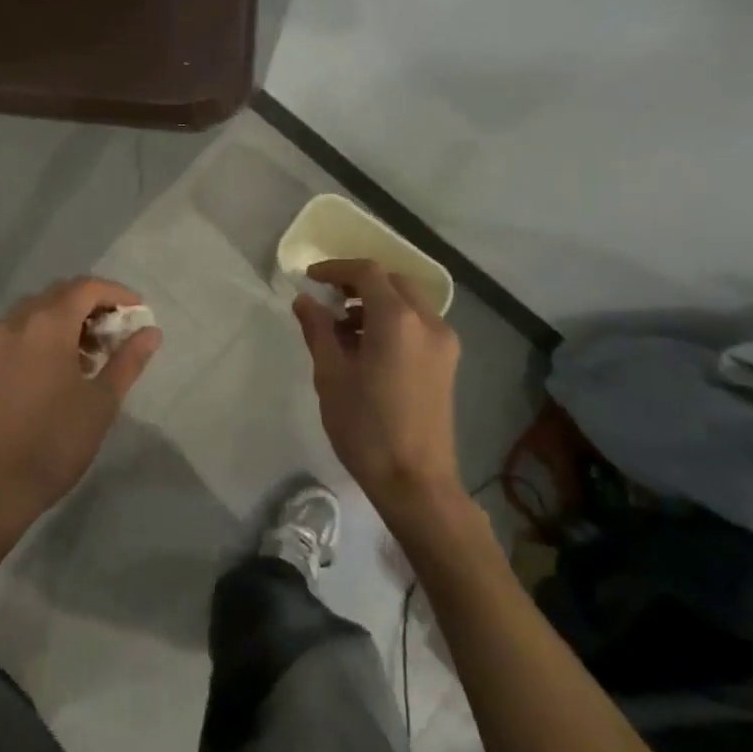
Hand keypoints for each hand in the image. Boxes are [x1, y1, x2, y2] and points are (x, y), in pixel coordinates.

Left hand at [0, 277, 161, 544]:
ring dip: (70, 318)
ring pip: (40, 309)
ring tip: (95, 353)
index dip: (118, 294)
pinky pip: (23, 329)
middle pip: (61, 293)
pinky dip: (48, 332)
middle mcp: (18, 321)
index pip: (87, 287)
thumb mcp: (102, 401)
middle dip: (94, 304)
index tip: (140, 313)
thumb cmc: (55, 441)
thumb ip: (128, 360)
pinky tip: (66, 366)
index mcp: (47, 324)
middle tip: (120, 332)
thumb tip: (151, 332)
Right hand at [292, 259, 462, 523]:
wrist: (416, 482)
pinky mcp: (447, 362)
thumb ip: (318, 330)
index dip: (336, 269)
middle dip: (358, 282)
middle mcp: (428, 321)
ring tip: (343, 327)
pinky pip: (419, 323)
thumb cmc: (366, 428)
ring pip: (408, 301)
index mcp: (397, 320)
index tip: (310, 278)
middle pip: (392, 281)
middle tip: (328, 298)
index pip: (367, 272)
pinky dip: (393, 320)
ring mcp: (443, 342)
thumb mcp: (330, 375)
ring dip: (376, 302)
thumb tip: (305, 300)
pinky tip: (368, 347)